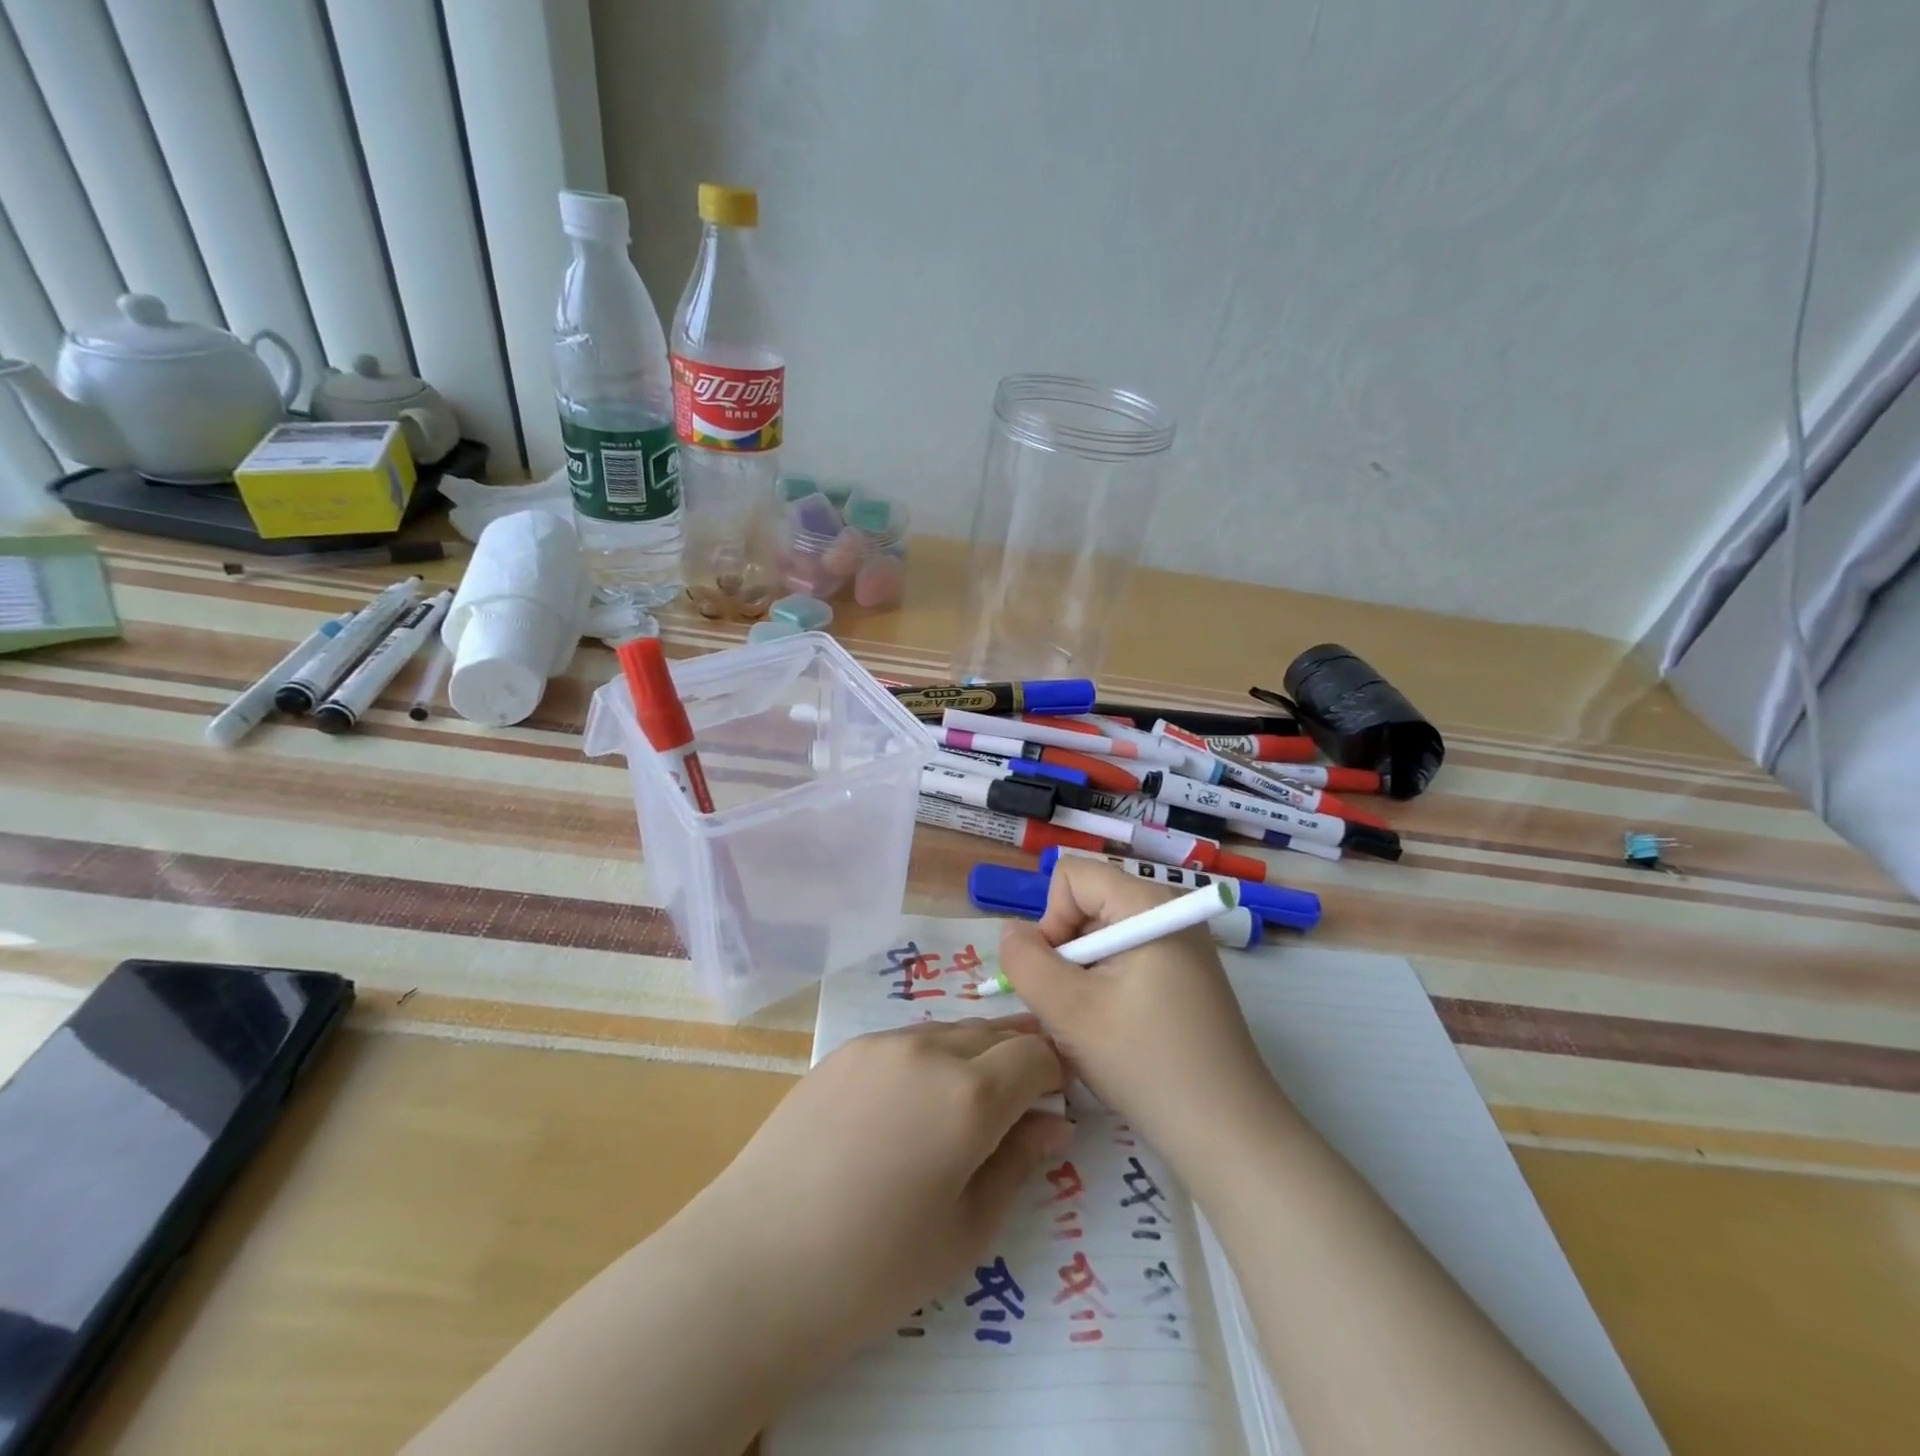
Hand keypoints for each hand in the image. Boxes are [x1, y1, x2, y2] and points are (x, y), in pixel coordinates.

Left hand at [686, 1017, 1068, 1373]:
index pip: (1036, 1055)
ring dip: (974, 1053)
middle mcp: (928, 1050)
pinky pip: (906, 1041)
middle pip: (994, 1031)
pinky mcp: (842, 1051)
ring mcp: (880, 1044)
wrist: (756, 1262)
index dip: (1056, 1073)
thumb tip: (1055, 1125)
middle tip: (1023, 1099)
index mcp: (969, 1095)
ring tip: (967, 1102)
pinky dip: (929, 1058)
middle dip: (1019, 1056)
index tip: (1057, 1102)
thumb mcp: (965, 1231)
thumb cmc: (873, 1268)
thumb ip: (1018, 1165)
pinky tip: (910, 1105)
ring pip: (949, 1030)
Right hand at [999, 861, 1287, 1178]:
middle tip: (1074, 1009)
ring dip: (1083, 975)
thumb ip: (1026, 961)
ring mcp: (1181, 943)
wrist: (1230, 1135)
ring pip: (1102, 935)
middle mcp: (1168, 911)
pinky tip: (1116, 1031)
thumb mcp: (1069, 1012)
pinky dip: (1106, 987)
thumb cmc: (1147, 1065)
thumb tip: (1011, 930)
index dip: (1051, 920)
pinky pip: (1125, 957)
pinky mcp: (1186, 973)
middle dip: (1066, 952)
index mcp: (1147, 905)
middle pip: (1087, 903)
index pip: (1072, 875)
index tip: (1060, 976)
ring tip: (1095, 1027)